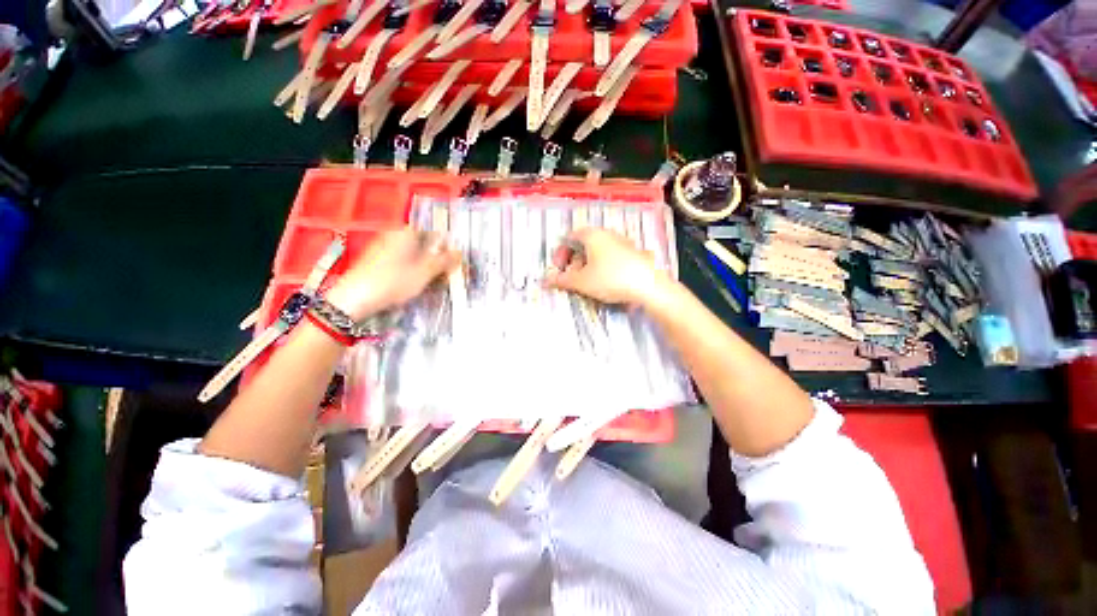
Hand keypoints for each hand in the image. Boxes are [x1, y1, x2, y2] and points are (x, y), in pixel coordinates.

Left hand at [327, 229, 460, 319]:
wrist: (355, 298)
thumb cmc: (394, 281)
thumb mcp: (425, 272)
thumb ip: (444, 261)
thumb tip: (460, 252)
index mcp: (407, 232)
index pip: (435, 233)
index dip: (447, 247)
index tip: (454, 262)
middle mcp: (394, 234)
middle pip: (424, 244)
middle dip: (436, 258)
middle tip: (445, 274)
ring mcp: (384, 246)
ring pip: (414, 253)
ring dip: (425, 265)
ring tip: (432, 281)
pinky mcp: (377, 259)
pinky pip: (402, 260)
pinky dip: (412, 269)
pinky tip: (414, 283)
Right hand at [544, 228, 669, 306]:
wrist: (649, 286)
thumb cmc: (610, 279)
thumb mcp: (581, 281)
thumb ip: (561, 280)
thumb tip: (545, 280)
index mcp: (592, 234)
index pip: (569, 237)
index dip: (560, 253)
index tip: (558, 269)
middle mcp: (607, 234)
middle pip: (583, 245)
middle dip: (574, 262)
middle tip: (572, 278)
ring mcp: (622, 242)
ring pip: (598, 252)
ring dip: (588, 266)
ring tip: (587, 283)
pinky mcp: (634, 253)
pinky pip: (611, 257)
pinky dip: (602, 267)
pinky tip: (606, 283)